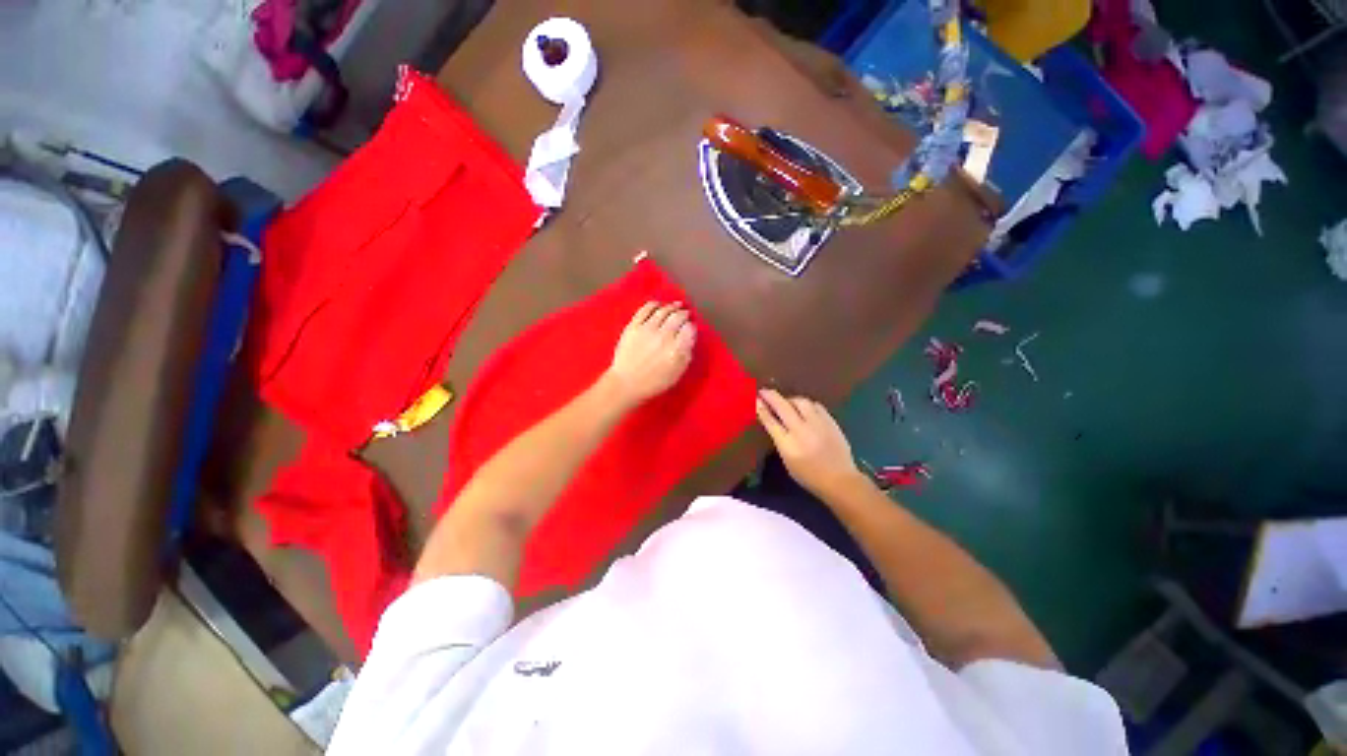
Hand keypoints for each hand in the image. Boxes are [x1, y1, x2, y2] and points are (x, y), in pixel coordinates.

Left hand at [603, 301, 695, 407]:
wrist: (626, 383)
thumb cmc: (654, 382)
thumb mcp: (677, 373)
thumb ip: (686, 354)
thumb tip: (690, 337)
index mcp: (676, 349)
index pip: (689, 328)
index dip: (691, 326)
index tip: (690, 326)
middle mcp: (664, 336)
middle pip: (678, 316)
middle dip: (684, 313)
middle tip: (685, 313)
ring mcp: (647, 329)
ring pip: (664, 310)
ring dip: (672, 306)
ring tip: (676, 305)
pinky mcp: (633, 326)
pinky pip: (646, 309)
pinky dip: (654, 304)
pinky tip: (658, 305)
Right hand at [756, 389, 864, 496]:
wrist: (840, 480)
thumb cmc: (809, 476)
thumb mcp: (787, 462)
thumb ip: (780, 441)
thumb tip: (772, 422)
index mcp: (788, 445)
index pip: (770, 421)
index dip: (761, 409)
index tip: (755, 399)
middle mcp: (802, 431)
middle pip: (783, 407)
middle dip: (771, 396)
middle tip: (764, 391)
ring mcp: (818, 424)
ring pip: (801, 402)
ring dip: (790, 400)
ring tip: (786, 402)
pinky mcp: (831, 422)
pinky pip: (816, 406)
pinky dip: (807, 405)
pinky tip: (804, 408)